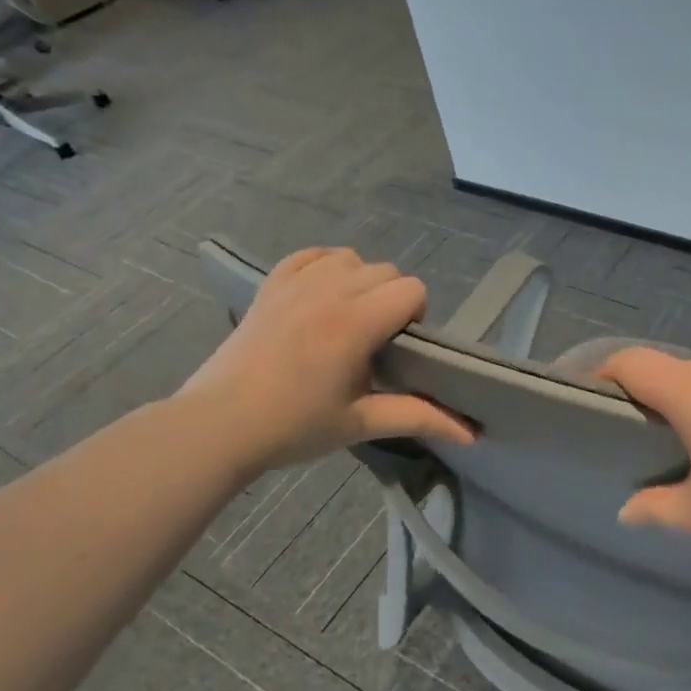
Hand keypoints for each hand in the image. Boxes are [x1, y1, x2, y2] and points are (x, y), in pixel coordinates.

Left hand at [177, 248, 472, 476]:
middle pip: (386, 271)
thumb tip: (472, 435)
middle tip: (376, 341)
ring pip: (351, 259)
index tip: (399, 347)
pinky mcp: (271, 285)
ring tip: (348, 319)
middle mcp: (330, 291)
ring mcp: (296, 284)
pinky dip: (325, 267)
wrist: (218, 425)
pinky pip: (311, 255)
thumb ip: (418, 417)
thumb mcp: (361, 423)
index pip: (412, 289)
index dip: (416, 315)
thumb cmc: (294, 426)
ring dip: (361, 282)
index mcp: (356, 323)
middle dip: (392, 300)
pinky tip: (322, 295)